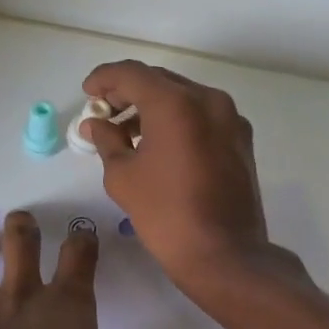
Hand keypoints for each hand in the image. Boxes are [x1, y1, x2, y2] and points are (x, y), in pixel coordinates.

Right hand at [79, 61, 276, 291]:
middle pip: (160, 81)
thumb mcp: (123, 176)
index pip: (132, 74)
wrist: (225, 254)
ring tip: (127, 133)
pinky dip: (177, 120)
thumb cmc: (165, 214)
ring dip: (153, 107)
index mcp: (176, 104)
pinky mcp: (240, 139)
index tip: (87, 94)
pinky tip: (159, 145)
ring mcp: (230, 118)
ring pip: (183, 97)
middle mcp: (208, 100)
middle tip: (104, 112)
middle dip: (128, 92)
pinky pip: (202, 116)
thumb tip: (95, 124)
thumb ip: (106, 140)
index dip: (104, 79)